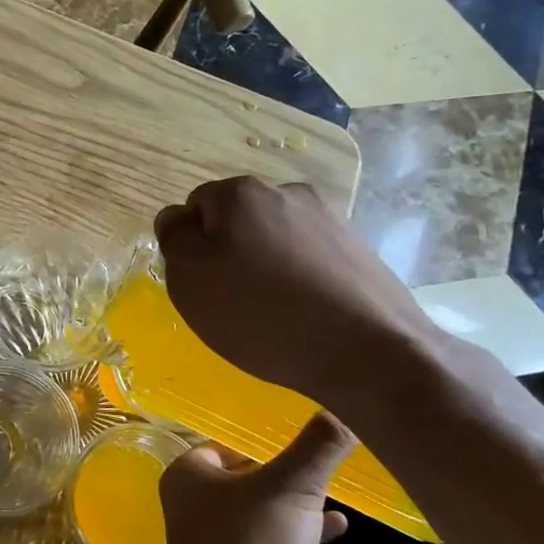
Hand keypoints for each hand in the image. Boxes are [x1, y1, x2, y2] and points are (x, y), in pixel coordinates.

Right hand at [153, 176, 436, 409]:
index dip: (191, 247)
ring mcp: (328, 217)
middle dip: (228, 251)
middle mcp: (286, 191)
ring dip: (264, 263)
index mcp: (240, 193)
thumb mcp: (190, 279)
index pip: (194, 207)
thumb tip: (178, 218)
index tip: (203, 285)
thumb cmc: (260, 315)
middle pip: (236, 219)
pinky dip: (298, 276)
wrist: (369, 352)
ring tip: (272, 310)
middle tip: (232, 300)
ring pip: (274, 237)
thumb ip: (174, 238)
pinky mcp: (357, 247)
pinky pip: (308, 255)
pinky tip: (304, 311)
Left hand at [159, 415, 354, 543]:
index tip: (300, 430)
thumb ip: (318, 447)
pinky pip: (272, 542)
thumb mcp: (291, 485)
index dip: (261, 438)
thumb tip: (344, 407)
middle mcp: (194, 505)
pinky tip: (338, 526)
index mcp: (188, 475)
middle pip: (244, 477)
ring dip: (294, 502)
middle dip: (282, 470)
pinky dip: (300, 533)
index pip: (226, 443)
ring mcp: (216, 542)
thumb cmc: (251, 543)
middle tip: (322, 457)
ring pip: (260, 510)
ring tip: (335, 488)